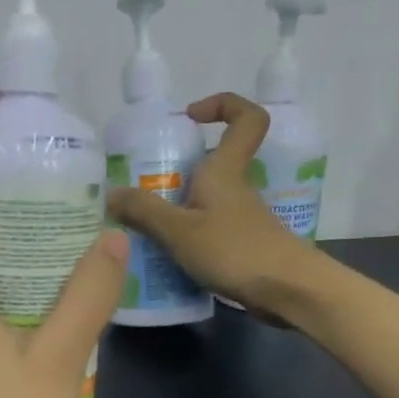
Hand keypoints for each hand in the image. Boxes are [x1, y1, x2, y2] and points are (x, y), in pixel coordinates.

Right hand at [107, 93, 321, 316]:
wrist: (287, 292)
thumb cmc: (235, 250)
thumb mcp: (179, 230)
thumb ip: (143, 211)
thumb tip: (111, 194)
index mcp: (225, 170)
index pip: (246, 118)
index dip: (223, 105)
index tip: (190, 118)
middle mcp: (236, 188)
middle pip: (212, 162)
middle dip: (177, 169)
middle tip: (141, 185)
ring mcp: (241, 218)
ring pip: (206, 199)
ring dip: (177, 207)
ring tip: (142, 226)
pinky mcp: (242, 246)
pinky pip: (208, 229)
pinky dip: (187, 236)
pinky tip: (164, 256)